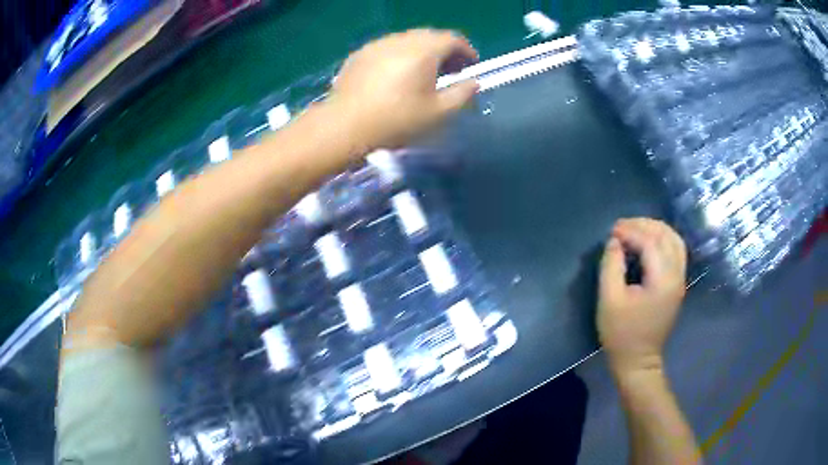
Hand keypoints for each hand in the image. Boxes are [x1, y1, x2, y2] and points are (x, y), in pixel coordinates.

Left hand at [327, 29, 478, 148]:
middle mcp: (401, 40)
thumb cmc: (396, 120)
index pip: (453, 39)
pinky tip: (396, 75)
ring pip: (408, 40)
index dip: (466, 51)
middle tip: (450, 70)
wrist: (345, 125)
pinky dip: (400, 55)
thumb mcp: (438, 113)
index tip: (471, 66)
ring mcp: (377, 44)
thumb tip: (473, 83)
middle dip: (445, 50)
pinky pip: (388, 47)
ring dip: (422, 51)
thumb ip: (462, 94)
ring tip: (423, 73)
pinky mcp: (360, 54)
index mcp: (424, 50)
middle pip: (430, 36)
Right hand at [597, 218, 686, 378]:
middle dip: (644, 225)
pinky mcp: (677, 285)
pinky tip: (648, 242)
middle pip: (667, 236)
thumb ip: (611, 266)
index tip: (611, 231)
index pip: (651, 242)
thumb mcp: (609, 300)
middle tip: (622, 226)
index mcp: (662, 280)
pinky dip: (662, 240)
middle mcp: (677, 276)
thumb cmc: (621, 334)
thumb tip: (615, 242)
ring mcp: (680, 280)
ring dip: (655, 230)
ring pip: (675, 241)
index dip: (631, 231)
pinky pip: (675, 251)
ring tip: (635, 229)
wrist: (637, 361)